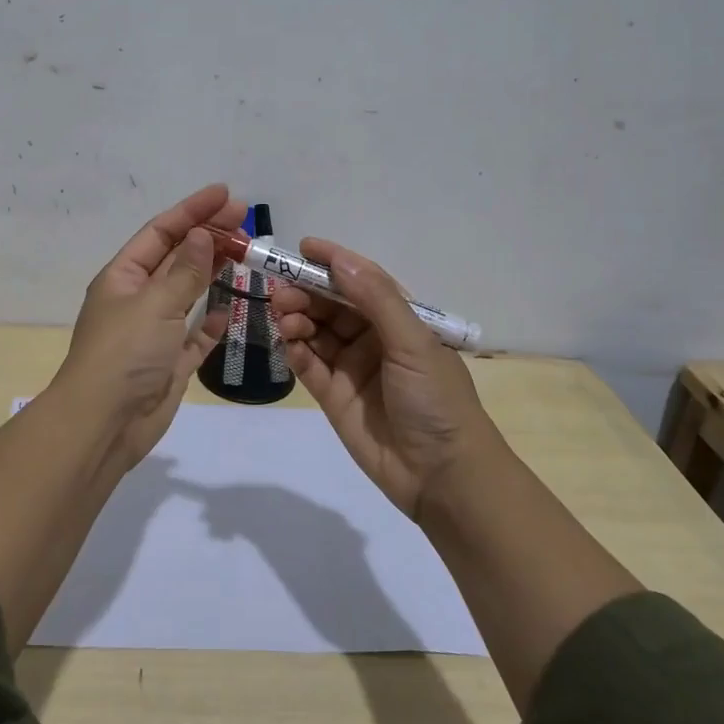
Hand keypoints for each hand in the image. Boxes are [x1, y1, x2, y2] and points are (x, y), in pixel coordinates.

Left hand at [52, 182, 244, 470]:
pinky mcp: (170, 362)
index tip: (226, 194)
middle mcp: (138, 299)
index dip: (193, 210)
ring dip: (214, 272)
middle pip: (177, 258)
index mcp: (124, 277)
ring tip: (246, 253)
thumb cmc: (124, 353)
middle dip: (208, 236)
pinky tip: (230, 310)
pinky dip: (212, 322)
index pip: (161, 232)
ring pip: (188, 293)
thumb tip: (202, 234)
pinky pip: (195, 335)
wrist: (105, 424)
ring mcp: (154, 332)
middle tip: (246, 220)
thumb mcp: (155, 303)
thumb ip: (185, 271)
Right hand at [270, 238, 496, 518]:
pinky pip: (308, 365)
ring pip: (315, 331)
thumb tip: (340, 259)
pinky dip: (295, 351)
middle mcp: (373, 338)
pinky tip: (289, 345)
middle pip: (331, 304)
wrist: (443, 476)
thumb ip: (375, 299)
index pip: (362, 280)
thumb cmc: (437, 400)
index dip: (333, 262)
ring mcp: (351, 367)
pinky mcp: (333, 396)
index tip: (302, 247)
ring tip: (285, 318)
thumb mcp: (413, 343)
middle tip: (281, 291)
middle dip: (306, 292)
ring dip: (297, 318)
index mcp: (399, 320)